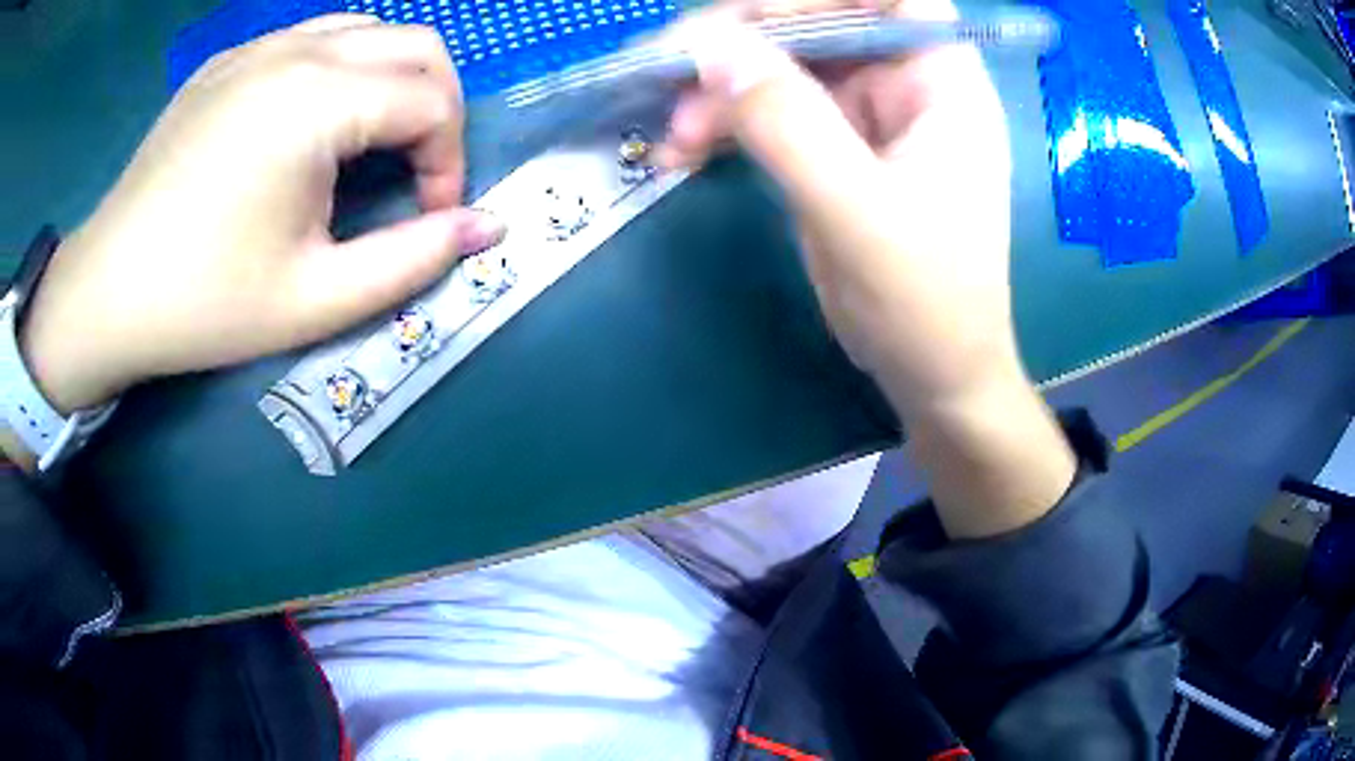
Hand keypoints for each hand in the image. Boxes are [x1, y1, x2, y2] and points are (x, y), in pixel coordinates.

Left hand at [20, 15, 503, 414]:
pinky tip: (313, 123)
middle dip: (438, 107)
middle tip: (415, 172)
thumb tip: (486, 228)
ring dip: (392, 80)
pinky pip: (311, 39)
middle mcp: (295, 52)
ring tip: (369, 143)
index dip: (449, 161)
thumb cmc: (204, 304)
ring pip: (367, 31)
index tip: (430, 216)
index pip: (432, 101)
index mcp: (317, 102)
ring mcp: (257, 47)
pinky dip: (341, 69)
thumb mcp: (316, 300)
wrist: (107, 292)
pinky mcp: (228, 61)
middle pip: (416, 45)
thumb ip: (412, 261)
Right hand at [663, 1, 1075, 536]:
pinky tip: (683, 150)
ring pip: (782, 66)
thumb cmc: (925, 301)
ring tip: (670, 137)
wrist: (933, 375)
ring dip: (719, 91)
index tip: (739, 16)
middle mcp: (906, 82)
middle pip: (817, 24)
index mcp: (942, 79)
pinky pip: (771, 111)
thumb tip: (709, 47)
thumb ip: (788, 124)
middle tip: (668, 73)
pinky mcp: (835, 147)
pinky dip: (724, 124)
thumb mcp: (857, 212)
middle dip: (740, 45)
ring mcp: (868, 114)